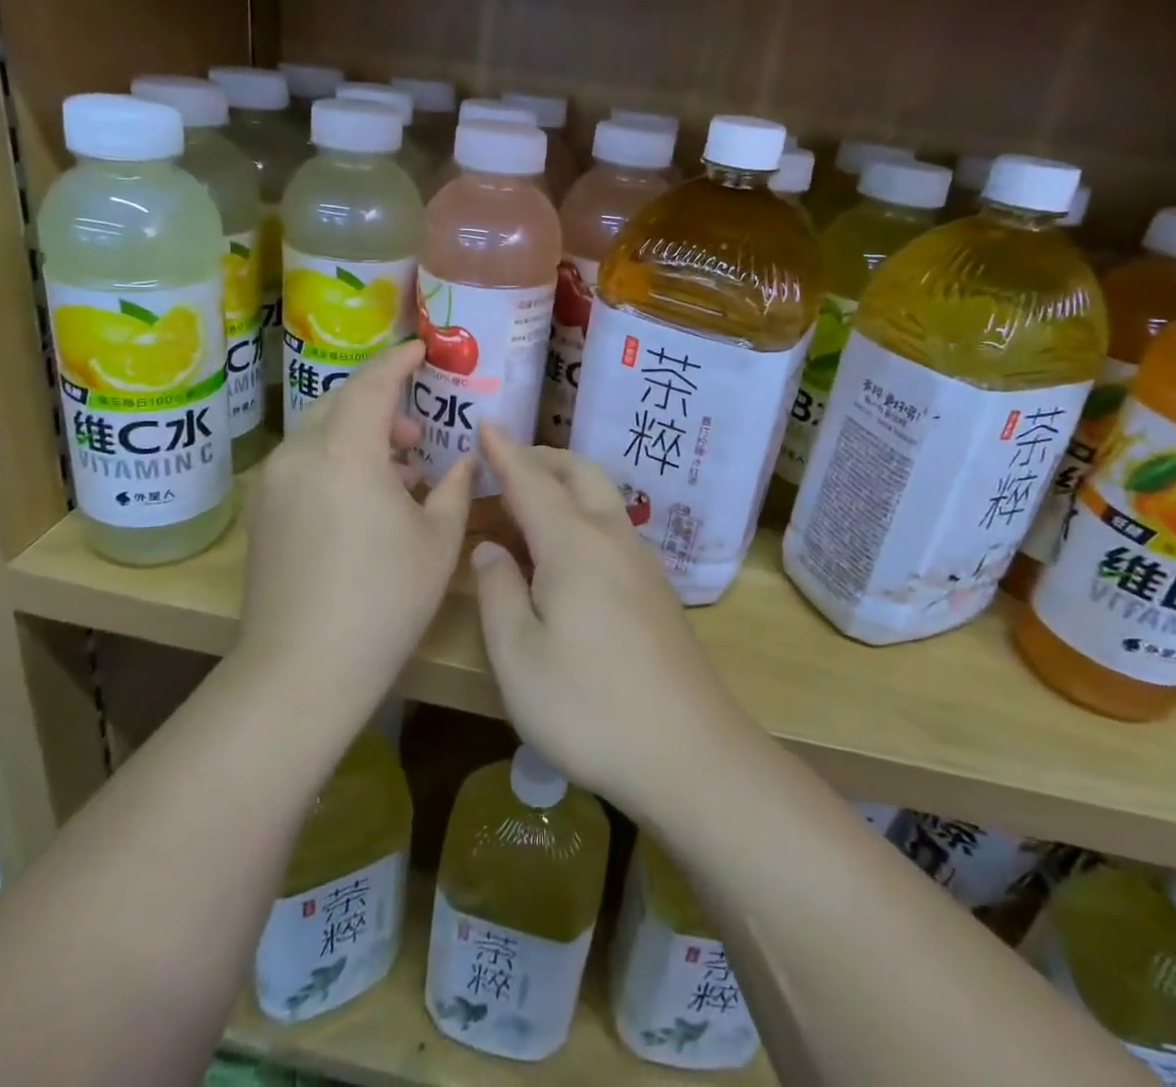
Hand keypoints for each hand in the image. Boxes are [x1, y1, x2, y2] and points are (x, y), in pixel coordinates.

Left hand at [239, 341, 472, 720]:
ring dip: (358, 436)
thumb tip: (464, 459)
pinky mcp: (261, 511)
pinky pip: (303, 463)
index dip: (398, 361)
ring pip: (319, 434)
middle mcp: (300, 454)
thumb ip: (453, 488)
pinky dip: (335, 461)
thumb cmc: (384, 600)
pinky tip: (362, 499)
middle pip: (340, 403)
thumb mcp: (437, 541)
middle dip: (380, 403)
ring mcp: (273, 483)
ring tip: (398, 471)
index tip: (421, 349)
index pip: (371, 384)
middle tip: (417, 432)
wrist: (302, 668)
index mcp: (346, 453)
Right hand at [471, 427, 753, 815]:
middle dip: (539, 459)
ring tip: (526, 507)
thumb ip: (498, 592)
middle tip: (502, 465)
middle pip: (577, 473)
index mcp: (572, 543)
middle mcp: (611, 537)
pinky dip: (580, 514)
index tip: (485, 423)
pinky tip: (565, 551)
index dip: (504, 452)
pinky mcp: (656, 590)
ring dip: (562, 486)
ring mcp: (641, 562)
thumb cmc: (589, 706)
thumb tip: (489, 548)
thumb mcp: (518, 656)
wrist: (689, 753)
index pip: (530, 480)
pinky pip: (611, 526)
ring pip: (600, 497)